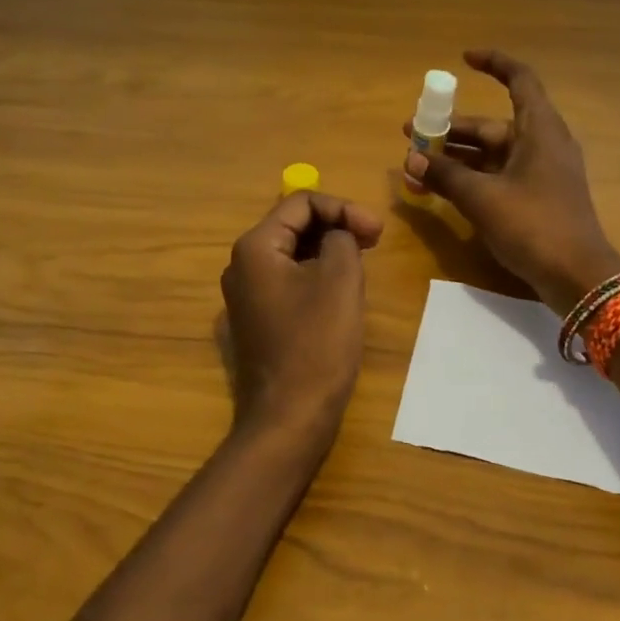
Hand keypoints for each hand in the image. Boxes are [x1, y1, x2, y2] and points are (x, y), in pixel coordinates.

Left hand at [220, 192, 383, 432]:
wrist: (289, 417)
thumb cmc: (317, 345)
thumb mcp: (341, 280)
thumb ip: (342, 239)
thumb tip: (337, 235)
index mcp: (256, 248)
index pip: (300, 203)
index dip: (343, 208)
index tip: (378, 231)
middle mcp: (242, 265)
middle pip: (293, 225)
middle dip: (336, 226)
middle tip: (374, 241)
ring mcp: (246, 295)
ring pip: (292, 253)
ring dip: (328, 250)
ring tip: (363, 262)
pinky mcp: (257, 319)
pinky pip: (288, 281)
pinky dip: (316, 274)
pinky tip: (342, 290)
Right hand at [403, 49, 619, 315]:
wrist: (577, 276)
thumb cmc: (533, 225)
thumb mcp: (482, 198)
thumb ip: (445, 176)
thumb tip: (412, 158)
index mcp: (539, 130)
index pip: (519, 80)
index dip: (494, 63)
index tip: (463, 59)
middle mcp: (542, 144)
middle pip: (493, 125)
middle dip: (451, 129)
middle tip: (412, 134)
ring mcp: (541, 174)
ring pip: (492, 155)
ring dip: (456, 159)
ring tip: (416, 166)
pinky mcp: (537, 199)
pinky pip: (498, 177)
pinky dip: (471, 179)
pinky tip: (440, 190)